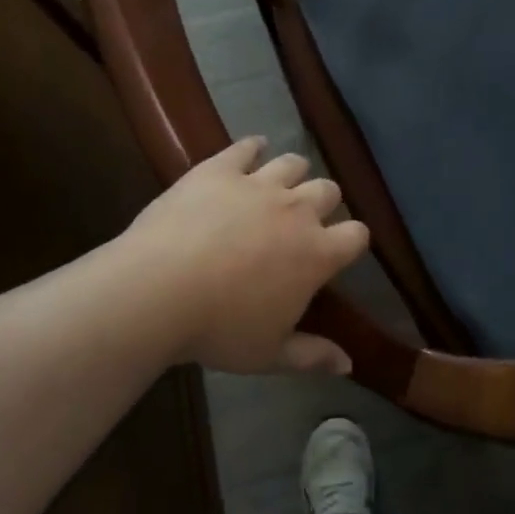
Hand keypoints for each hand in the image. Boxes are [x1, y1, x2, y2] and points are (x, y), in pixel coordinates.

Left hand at [121, 138, 369, 375]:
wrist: (158, 290)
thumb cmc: (219, 328)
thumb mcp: (269, 354)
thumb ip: (313, 356)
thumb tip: (349, 366)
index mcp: (316, 253)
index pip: (357, 235)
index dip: (353, 240)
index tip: (339, 249)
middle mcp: (297, 210)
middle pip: (328, 190)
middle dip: (323, 202)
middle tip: (303, 219)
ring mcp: (259, 184)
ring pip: (293, 163)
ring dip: (294, 173)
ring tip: (281, 184)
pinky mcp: (221, 169)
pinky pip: (246, 147)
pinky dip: (253, 147)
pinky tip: (253, 149)